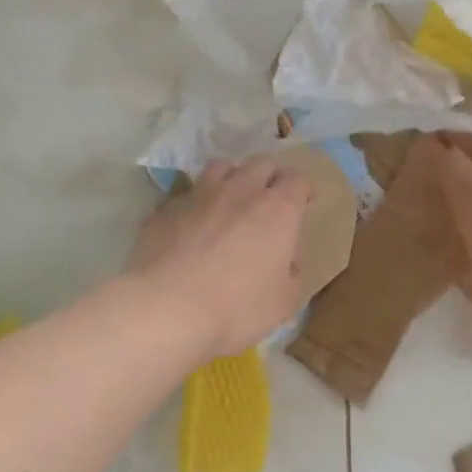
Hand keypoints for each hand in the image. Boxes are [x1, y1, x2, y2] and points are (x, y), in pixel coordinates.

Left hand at [129, 156, 312, 359]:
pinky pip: (187, 194)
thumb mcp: (283, 303)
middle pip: (261, 164)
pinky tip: (193, 223)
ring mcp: (199, 195)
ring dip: (233, 177)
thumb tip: (287, 263)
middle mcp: (241, 191)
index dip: (304, 189)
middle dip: (271, 176)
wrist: (167, 307)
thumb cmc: (236, 307)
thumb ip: (292, 275)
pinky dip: (197, 203)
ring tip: (232, 197)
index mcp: (277, 210)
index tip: (305, 202)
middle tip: (272, 196)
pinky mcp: (166, 208)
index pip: (298, 180)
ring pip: (221, 167)